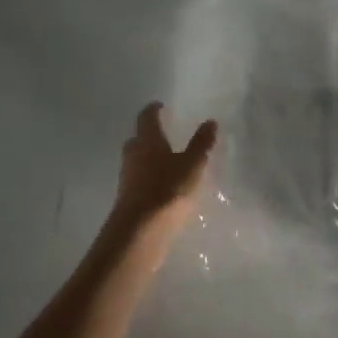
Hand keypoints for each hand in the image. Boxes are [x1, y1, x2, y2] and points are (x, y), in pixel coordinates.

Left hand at [101, 104, 217, 264]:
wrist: (140, 231)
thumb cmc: (168, 190)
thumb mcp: (192, 165)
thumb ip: (201, 144)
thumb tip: (210, 121)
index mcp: (147, 140)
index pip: (146, 117)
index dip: (153, 110)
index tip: (161, 106)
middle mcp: (133, 154)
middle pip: (138, 138)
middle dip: (150, 135)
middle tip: (165, 134)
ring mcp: (127, 177)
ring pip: (137, 160)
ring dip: (149, 158)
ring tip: (168, 162)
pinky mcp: (128, 198)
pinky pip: (139, 180)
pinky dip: (149, 178)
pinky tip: (164, 187)